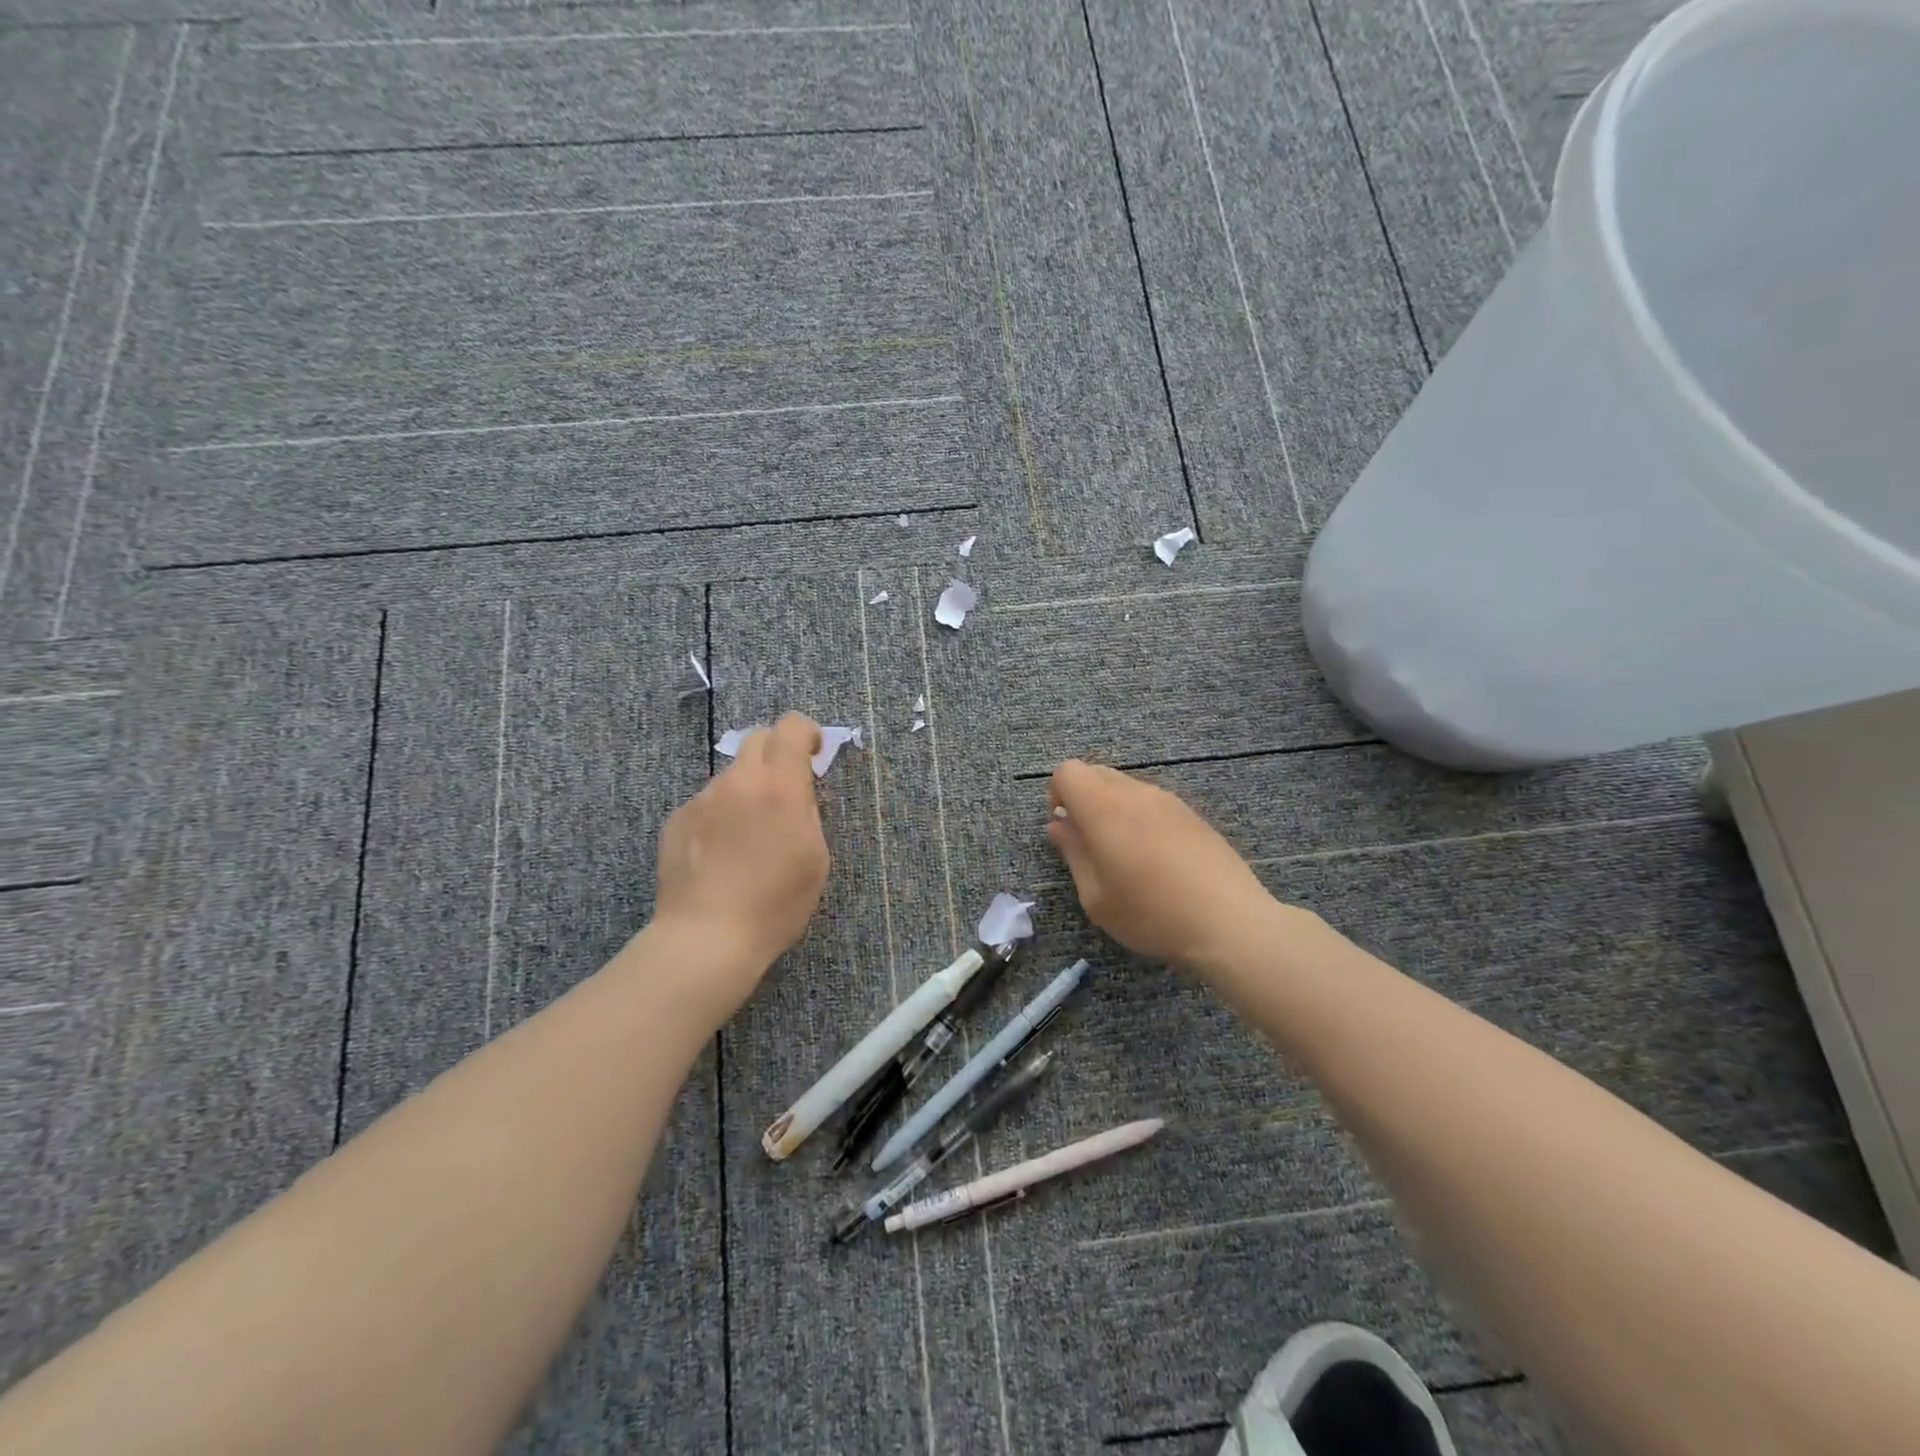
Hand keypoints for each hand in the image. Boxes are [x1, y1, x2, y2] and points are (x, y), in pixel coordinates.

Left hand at [651, 714, 830, 1015]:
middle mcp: (738, 781)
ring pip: (731, 777)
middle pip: (757, 740)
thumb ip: (806, 811)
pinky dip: (719, 817)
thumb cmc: (776, 903)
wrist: (707, 938)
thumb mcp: (815, 857)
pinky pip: (706, 804)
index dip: (807, 733)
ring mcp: (702, 799)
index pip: (792, 727)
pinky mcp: (676, 820)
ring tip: (748, 839)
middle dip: (775, 754)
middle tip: (783, 792)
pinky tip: (719, 856)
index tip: (813, 755)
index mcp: (779, 786)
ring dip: (746, 791)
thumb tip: (794, 793)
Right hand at [1047, 759, 1273, 967]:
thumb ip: (1073, 853)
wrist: (1228, 921)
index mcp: (1103, 807)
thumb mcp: (1095, 896)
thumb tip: (1060, 826)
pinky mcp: (1192, 814)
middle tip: (1089, 844)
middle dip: (1083, 799)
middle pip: (1096, 773)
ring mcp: (1168, 800)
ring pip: (1126, 787)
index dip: (1057, 795)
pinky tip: (1156, 860)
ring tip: (1125, 856)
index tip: (1065, 829)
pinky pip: (1153, 803)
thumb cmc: (1150, 912)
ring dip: (1113, 809)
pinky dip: (1141, 818)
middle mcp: (1135, 793)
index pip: (1068, 771)